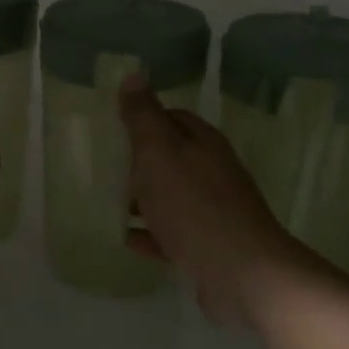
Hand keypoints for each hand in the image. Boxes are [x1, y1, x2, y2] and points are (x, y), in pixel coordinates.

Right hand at [119, 76, 315, 325]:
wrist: (243, 274)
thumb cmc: (193, 205)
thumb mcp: (159, 152)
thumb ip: (143, 116)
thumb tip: (134, 75)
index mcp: (203, 144)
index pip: (173, 118)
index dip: (145, 119)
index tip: (114, 127)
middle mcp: (213, 172)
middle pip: (173, 158)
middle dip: (140, 161)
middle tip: (105, 167)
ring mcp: (214, 212)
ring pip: (172, 197)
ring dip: (143, 199)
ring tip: (109, 203)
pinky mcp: (210, 248)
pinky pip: (173, 235)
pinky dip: (151, 234)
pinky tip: (127, 240)